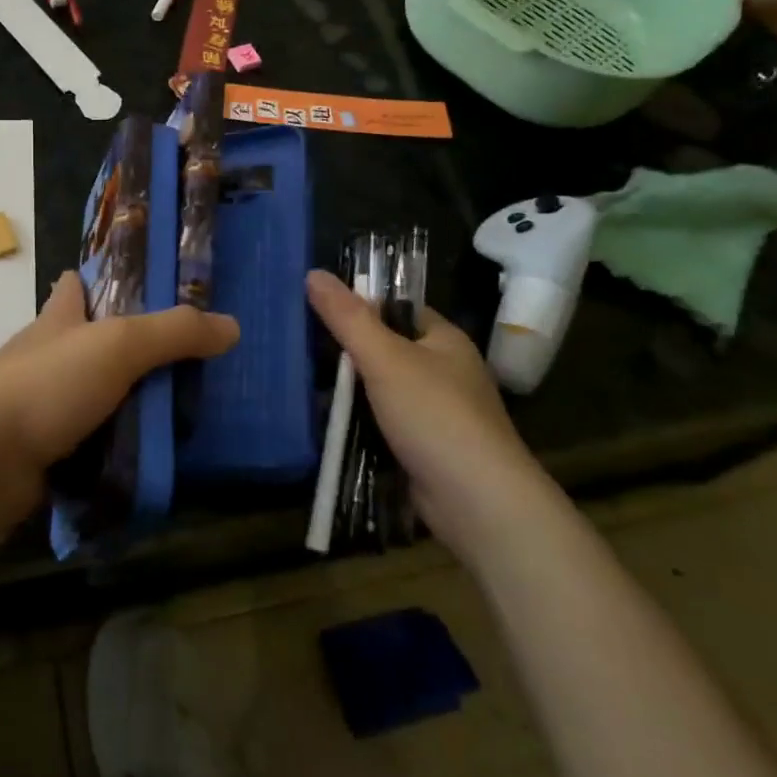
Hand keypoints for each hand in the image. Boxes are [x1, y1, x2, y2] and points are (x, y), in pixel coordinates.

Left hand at [0, 270, 238, 501]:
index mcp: (57, 320)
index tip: (132, 284)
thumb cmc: (47, 385)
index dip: (95, 279)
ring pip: (88, 395)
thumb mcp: (118, 346)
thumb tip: (231, 326)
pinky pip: (85, 441)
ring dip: (120, 400)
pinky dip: (110, 444)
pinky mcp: (38, 450)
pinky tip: (143, 453)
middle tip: (178, 358)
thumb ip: (174, 333)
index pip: (73, 287)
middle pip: (84, 342)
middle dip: (121, 347)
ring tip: (172, 408)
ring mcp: (38, 405)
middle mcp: (43, 357)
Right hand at [305, 269, 549, 551]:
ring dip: (347, 393)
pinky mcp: (424, 449)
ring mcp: (435, 413)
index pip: (395, 308)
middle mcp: (444, 372)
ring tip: (299, 385)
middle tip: (298, 349)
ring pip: (380, 391)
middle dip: (345, 353)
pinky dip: (357, 425)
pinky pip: (382, 425)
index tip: (314, 310)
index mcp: (444, 340)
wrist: (478, 503)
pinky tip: (324, 425)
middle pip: (384, 350)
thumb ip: (347, 317)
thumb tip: (313, 273)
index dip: (358, 306)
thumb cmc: (435, 416)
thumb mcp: (385, 358)